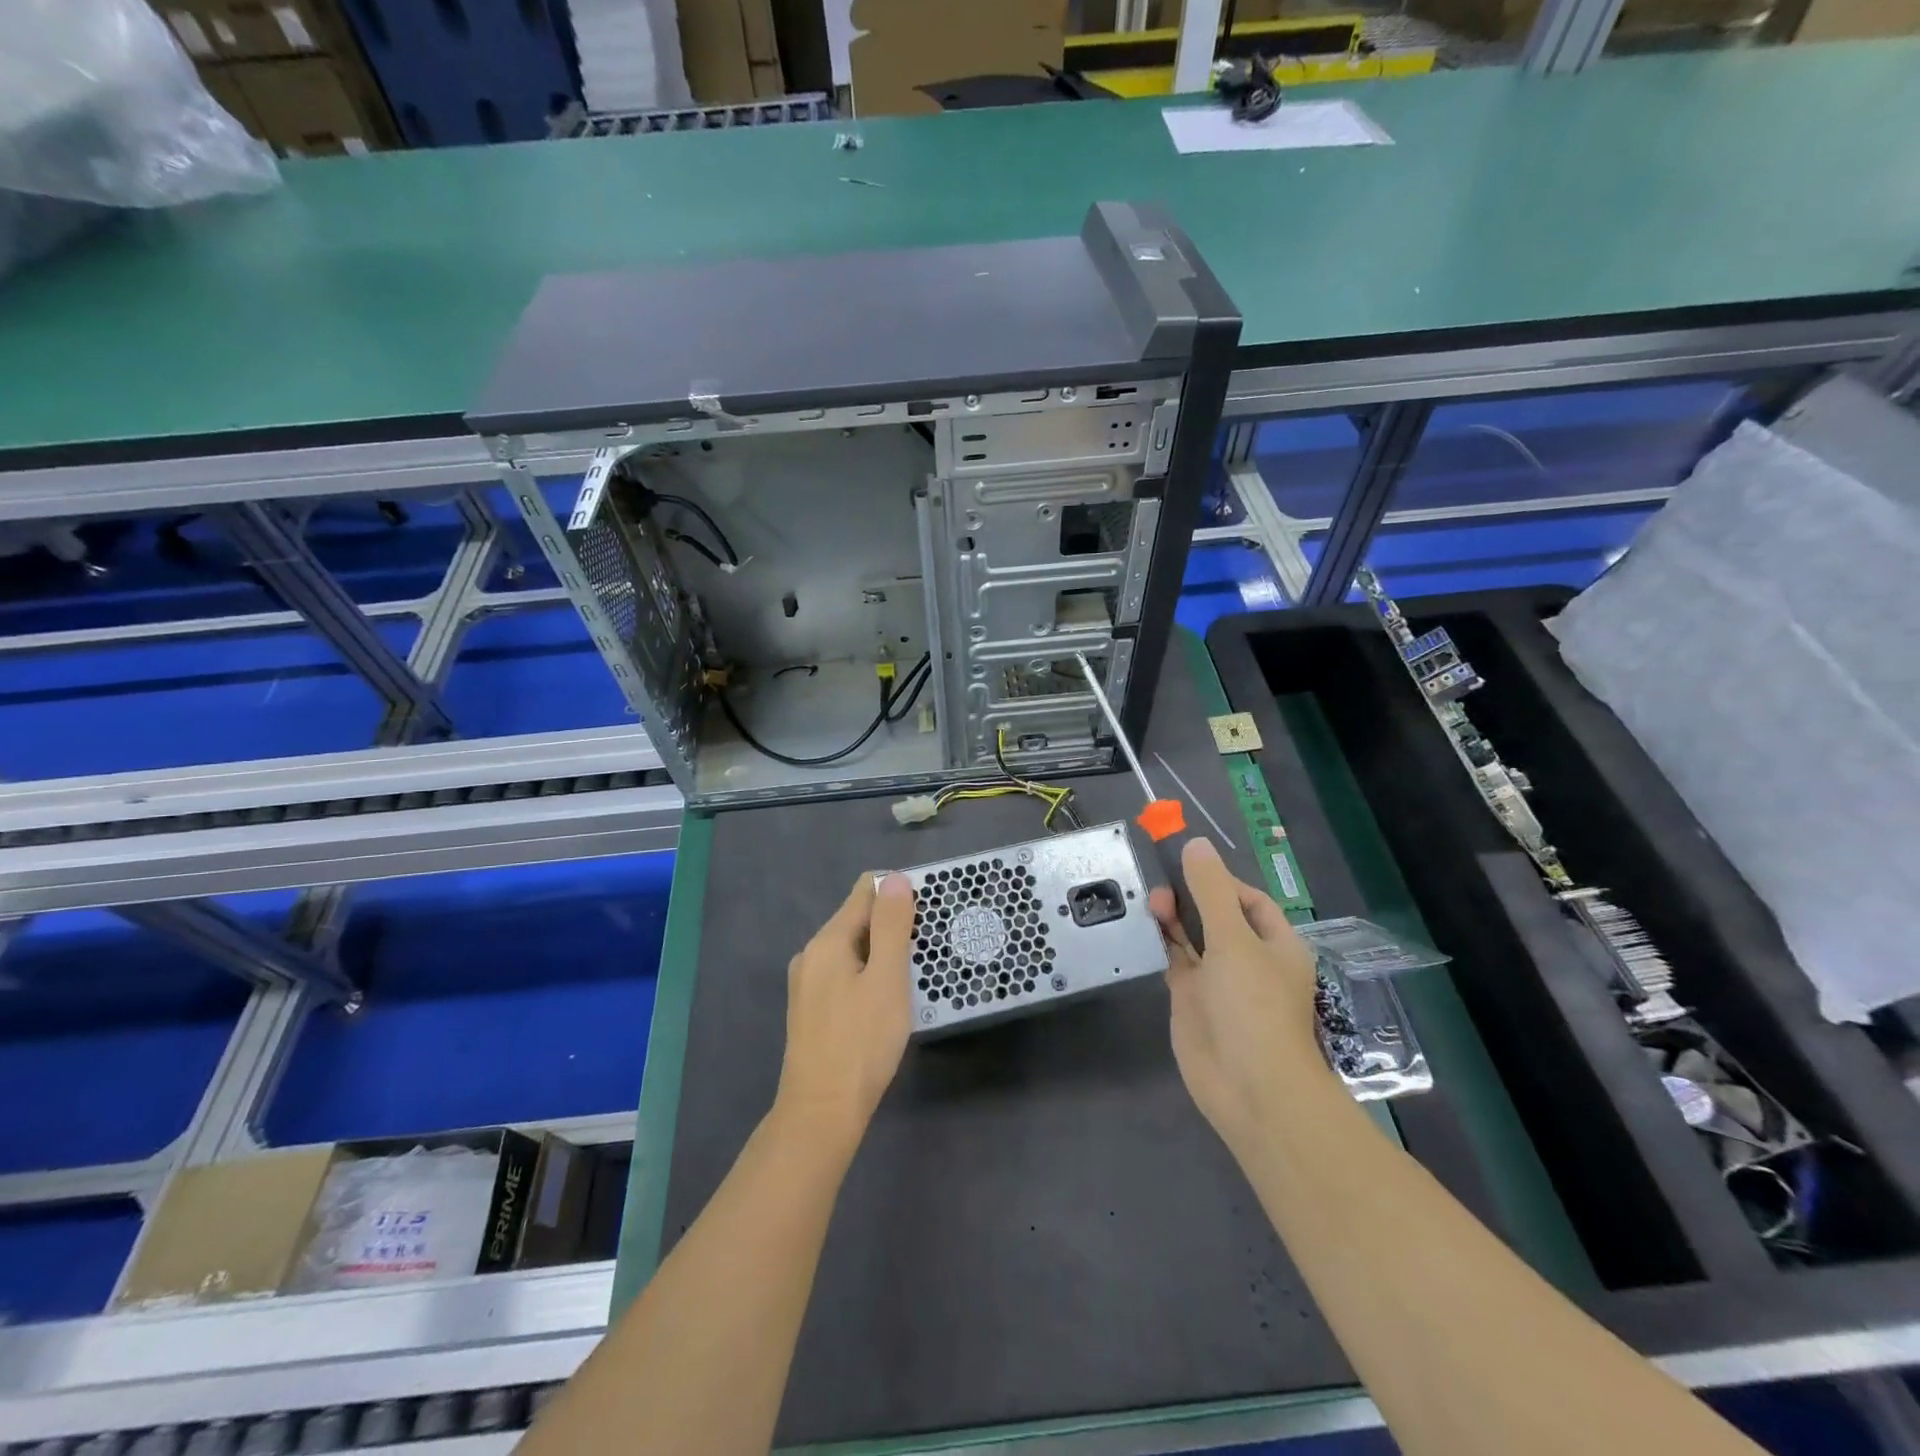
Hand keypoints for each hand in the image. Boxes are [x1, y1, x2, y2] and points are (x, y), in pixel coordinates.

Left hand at [775, 873, 915, 1150]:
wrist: (821, 1113)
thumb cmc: (862, 1042)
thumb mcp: (887, 979)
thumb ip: (891, 926)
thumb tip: (895, 878)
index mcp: (828, 941)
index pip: (864, 892)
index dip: (898, 893)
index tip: (929, 911)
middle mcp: (811, 954)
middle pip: (857, 920)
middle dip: (892, 925)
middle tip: (929, 947)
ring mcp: (808, 984)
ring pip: (852, 950)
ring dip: (882, 953)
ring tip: (914, 973)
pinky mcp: (811, 1010)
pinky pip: (845, 975)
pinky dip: (868, 975)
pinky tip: (887, 999)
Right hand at [1149, 838, 1326, 1151]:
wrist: (1249, 1086)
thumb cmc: (1253, 1005)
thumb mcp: (1233, 939)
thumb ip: (1210, 891)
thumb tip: (1196, 844)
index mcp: (1275, 943)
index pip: (1248, 899)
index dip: (1219, 880)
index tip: (1186, 867)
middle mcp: (1248, 958)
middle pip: (1216, 915)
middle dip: (1190, 897)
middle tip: (1160, 889)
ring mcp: (1218, 980)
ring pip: (1193, 937)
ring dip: (1174, 918)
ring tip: (1150, 903)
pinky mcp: (1192, 999)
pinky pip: (1176, 961)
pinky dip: (1162, 943)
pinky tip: (1145, 927)